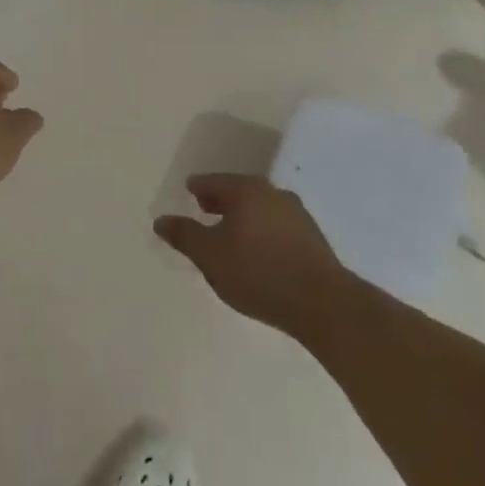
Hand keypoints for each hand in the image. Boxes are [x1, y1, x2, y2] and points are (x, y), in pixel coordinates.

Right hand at [156, 175, 352, 336]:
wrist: (323, 304)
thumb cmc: (258, 272)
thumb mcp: (210, 256)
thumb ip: (184, 235)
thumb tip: (161, 220)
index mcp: (246, 190)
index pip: (212, 182)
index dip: (197, 189)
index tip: (188, 195)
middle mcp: (273, 193)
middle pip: (238, 192)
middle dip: (220, 202)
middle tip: (205, 212)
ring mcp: (297, 214)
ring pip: (260, 209)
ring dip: (243, 219)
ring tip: (230, 238)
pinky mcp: (313, 238)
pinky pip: (277, 227)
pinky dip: (262, 233)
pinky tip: (258, 254)